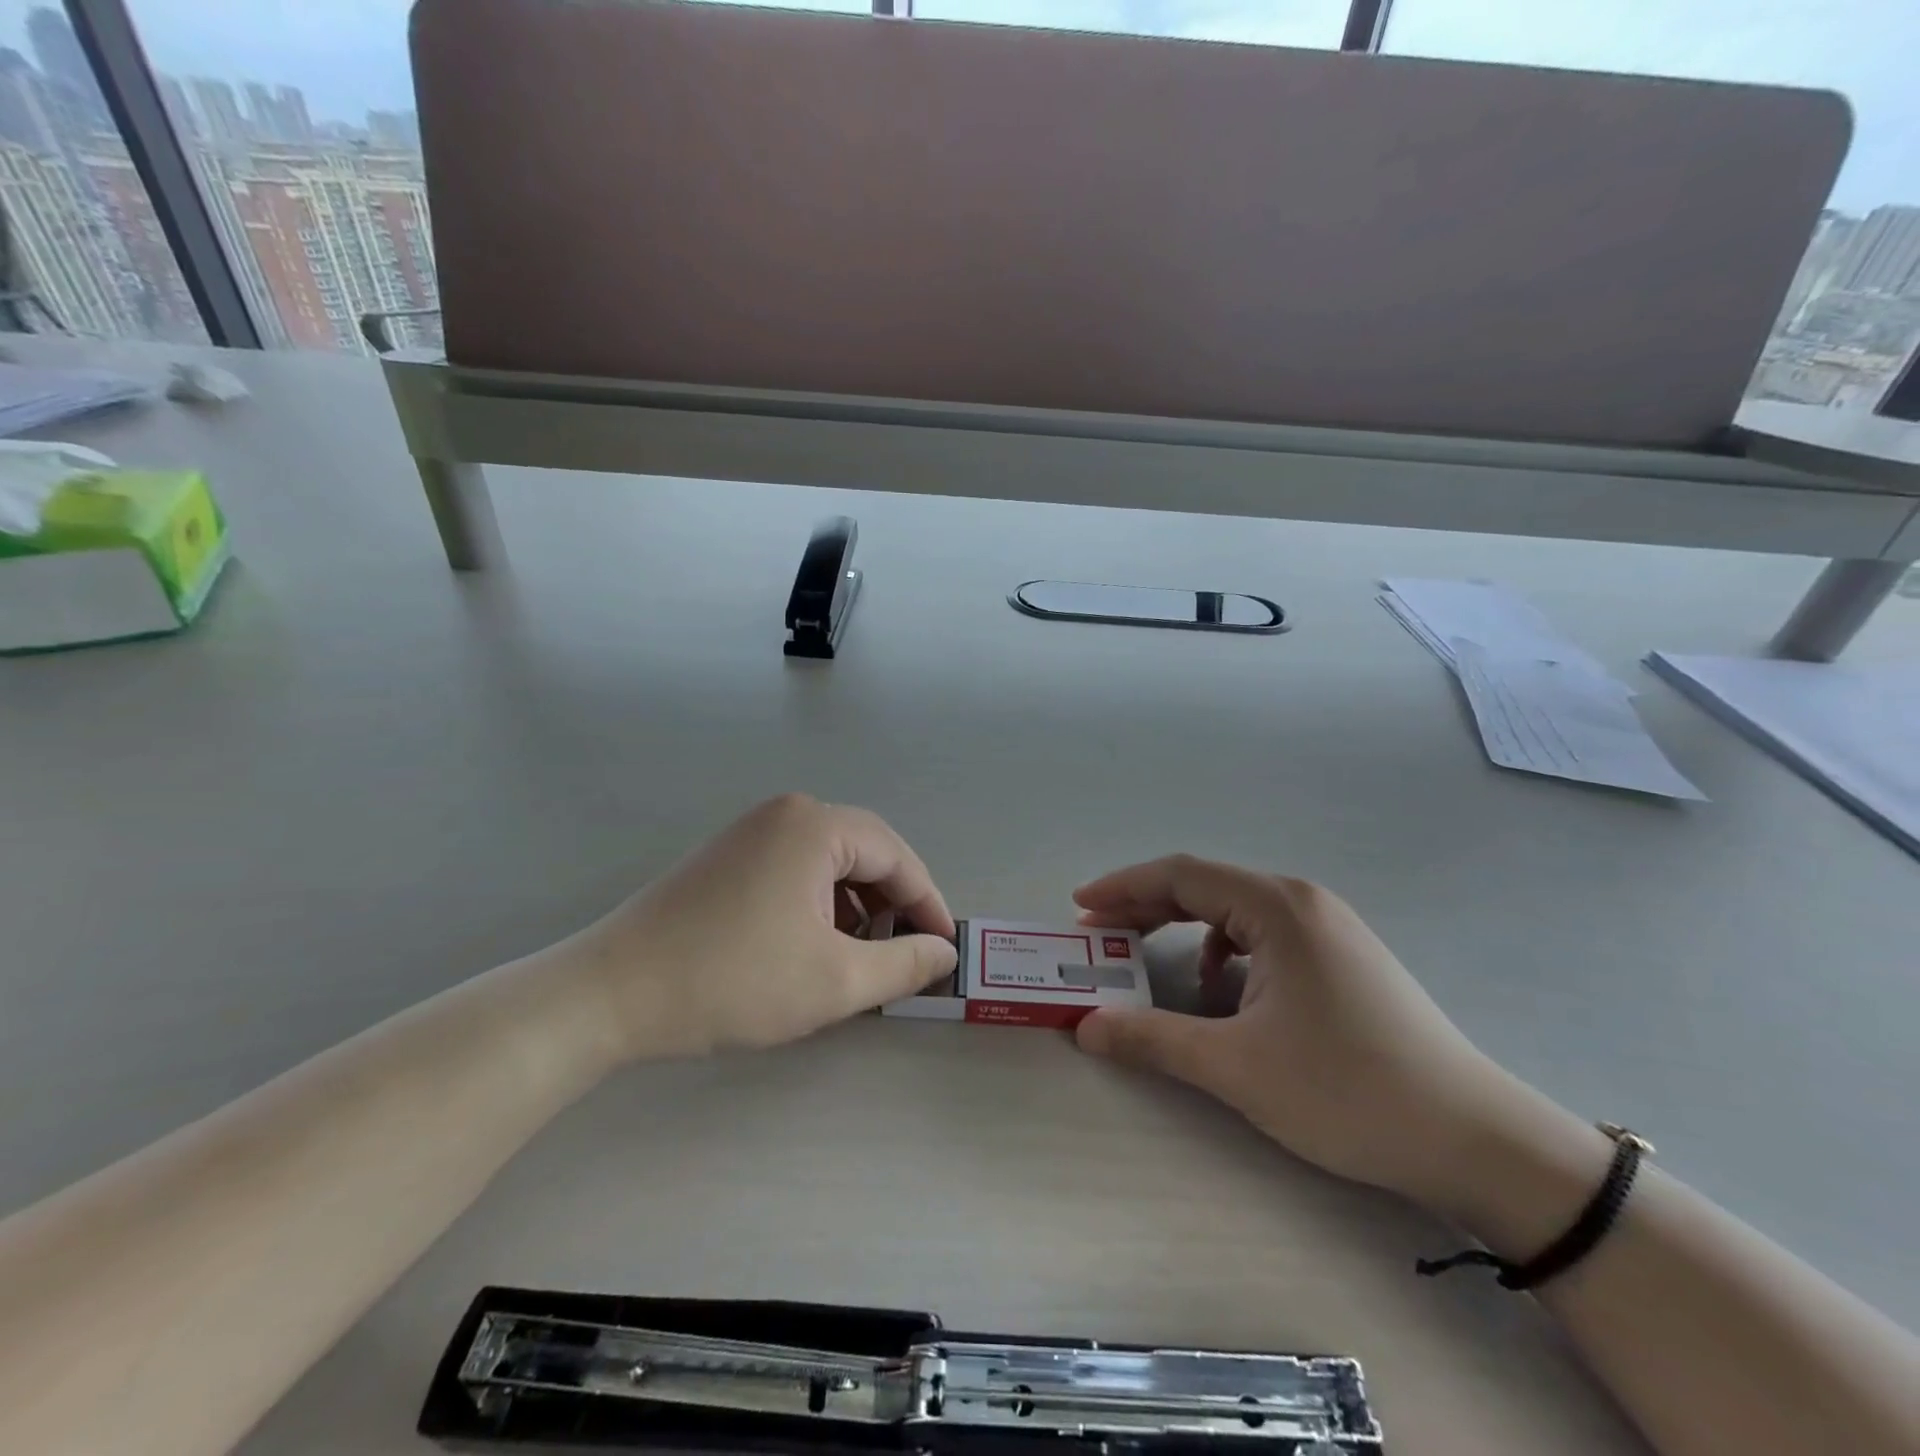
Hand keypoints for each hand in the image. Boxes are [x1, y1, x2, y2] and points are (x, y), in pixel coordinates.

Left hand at [571, 795, 958, 1058]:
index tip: (946, 947)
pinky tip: (817, 946)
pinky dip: (821, 905)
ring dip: (857, 907)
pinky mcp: (730, 856)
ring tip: (863, 957)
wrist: (613, 993)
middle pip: (865, 854)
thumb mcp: (835, 981)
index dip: (928, 903)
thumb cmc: (733, 981)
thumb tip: (944, 951)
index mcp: (815, 826)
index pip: (897, 856)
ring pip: (831, 864)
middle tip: (908, 954)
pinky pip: (797, 871)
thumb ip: (903, 963)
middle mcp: (787, 813)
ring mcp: (753, 831)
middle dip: (892, 904)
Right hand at [1072, 855, 1540, 1211]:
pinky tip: (1220, 990)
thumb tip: (1086, 1026)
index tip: (1079, 908)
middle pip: (1203, 885)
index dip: (1122, 888)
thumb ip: (1152, 1040)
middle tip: (1098, 933)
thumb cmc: (1348, 1091)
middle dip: (1144, 906)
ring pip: (1232, 910)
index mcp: (1276, 907)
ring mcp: (1326, 927)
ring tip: (1148, 958)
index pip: (1180, 875)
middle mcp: (1301, 901)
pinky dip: (1222, 950)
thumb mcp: (1237, 1067)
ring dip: (1182, 928)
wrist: (1475, 1139)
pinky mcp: (1340, 956)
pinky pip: (1261, 934)